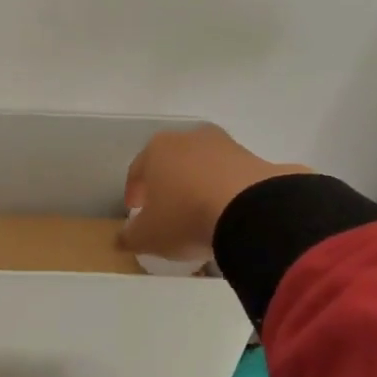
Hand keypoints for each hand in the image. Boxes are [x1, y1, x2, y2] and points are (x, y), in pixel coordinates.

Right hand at [119, 125, 309, 260]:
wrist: (251, 211)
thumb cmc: (185, 217)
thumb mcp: (148, 236)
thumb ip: (130, 236)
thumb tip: (122, 238)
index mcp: (157, 149)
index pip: (137, 170)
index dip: (134, 193)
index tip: (136, 212)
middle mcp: (189, 138)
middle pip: (171, 164)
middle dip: (167, 185)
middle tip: (167, 212)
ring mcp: (226, 145)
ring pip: (203, 167)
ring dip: (198, 187)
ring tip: (200, 216)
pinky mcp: (255, 159)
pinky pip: (231, 178)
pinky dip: (226, 192)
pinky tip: (227, 215)